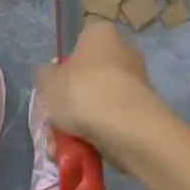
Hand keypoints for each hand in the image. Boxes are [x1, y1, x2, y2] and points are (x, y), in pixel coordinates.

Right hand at [37, 19, 169, 159]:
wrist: (127, 126)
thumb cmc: (84, 91)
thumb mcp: (48, 81)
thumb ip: (45, 76)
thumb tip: (51, 75)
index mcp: (101, 34)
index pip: (78, 48)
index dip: (63, 71)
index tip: (54, 94)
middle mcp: (123, 52)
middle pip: (87, 81)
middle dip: (68, 108)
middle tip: (53, 130)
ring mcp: (136, 83)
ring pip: (98, 105)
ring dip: (77, 128)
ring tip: (61, 151)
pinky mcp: (143, 111)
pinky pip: (113, 122)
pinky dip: (97, 137)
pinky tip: (80, 156)